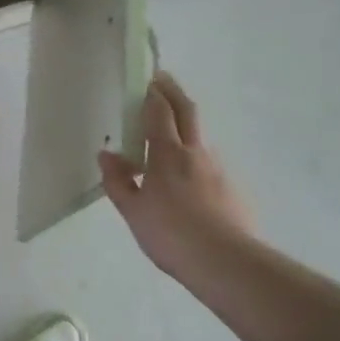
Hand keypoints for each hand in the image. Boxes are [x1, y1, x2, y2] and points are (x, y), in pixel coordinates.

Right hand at [99, 72, 253, 280]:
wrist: (225, 262)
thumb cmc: (170, 234)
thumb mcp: (133, 211)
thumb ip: (118, 180)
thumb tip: (107, 154)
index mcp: (167, 154)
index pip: (159, 112)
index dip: (153, 93)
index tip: (148, 78)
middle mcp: (195, 153)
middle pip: (187, 111)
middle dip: (174, 92)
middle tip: (163, 80)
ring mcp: (218, 170)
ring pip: (200, 138)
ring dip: (186, 126)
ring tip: (171, 137)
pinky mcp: (233, 190)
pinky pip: (209, 165)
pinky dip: (196, 159)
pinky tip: (190, 181)